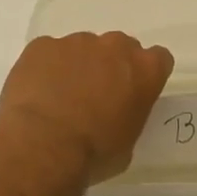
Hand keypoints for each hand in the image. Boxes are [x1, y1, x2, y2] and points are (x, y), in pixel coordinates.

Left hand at [0, 32, 174, 185]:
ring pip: (82, 48)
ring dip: (77, 66)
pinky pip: (49, 52)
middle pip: (119, 48)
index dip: (147, 74)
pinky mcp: (43, 44)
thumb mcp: (127, 144)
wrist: (42, 146)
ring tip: (59, 98)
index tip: (135, 92)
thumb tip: (116, 113)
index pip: (159, 59)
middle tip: (96, 96)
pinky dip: (46, 68)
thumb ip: (129, 115)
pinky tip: (38, 94)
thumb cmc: (93, 154)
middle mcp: (114, 46)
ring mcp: (77, 41)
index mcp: (144, 70)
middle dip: (110, 66)